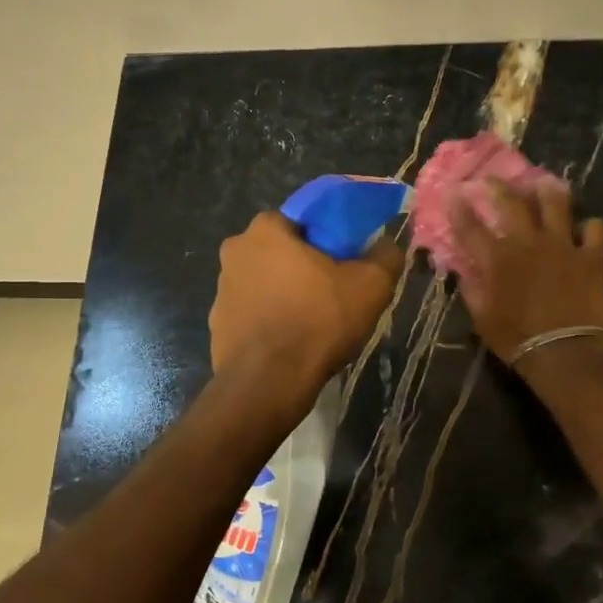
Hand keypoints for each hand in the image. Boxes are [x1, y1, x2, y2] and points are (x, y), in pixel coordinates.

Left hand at [210, 211, 402, 406]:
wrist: (268, 383)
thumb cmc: (318, 322)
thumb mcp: (371, 285)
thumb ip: (385, 255)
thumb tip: (386, 245)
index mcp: (266, 230)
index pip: (302, 218)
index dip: (328, 236)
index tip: (346, 259)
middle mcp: (235, 252)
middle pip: (281, 250)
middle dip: (305, 265)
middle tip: (334, 290)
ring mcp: (221, 290)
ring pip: (265, 282)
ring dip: (286, 293)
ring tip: (314, 320)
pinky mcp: (217, 325)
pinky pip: (253, 313)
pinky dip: (271, 321)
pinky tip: (292, 341)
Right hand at [449, 179, 602, 364]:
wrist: (567, 353)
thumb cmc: (518, 341)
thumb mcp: (483, 320)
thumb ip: (472, 291)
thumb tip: (464, 273)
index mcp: (497, 259)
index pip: (471, 228)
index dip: (459, 209)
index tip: (453, 194)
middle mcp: (528, 243)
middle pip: (511, 203)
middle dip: (498, 187)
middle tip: (491, 179)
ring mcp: (563, 245)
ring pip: (556, 204)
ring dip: (547, 191)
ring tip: (543, 183)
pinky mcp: (591, 256)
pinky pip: (595, 229)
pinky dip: (590, 227)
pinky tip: (586, 229)